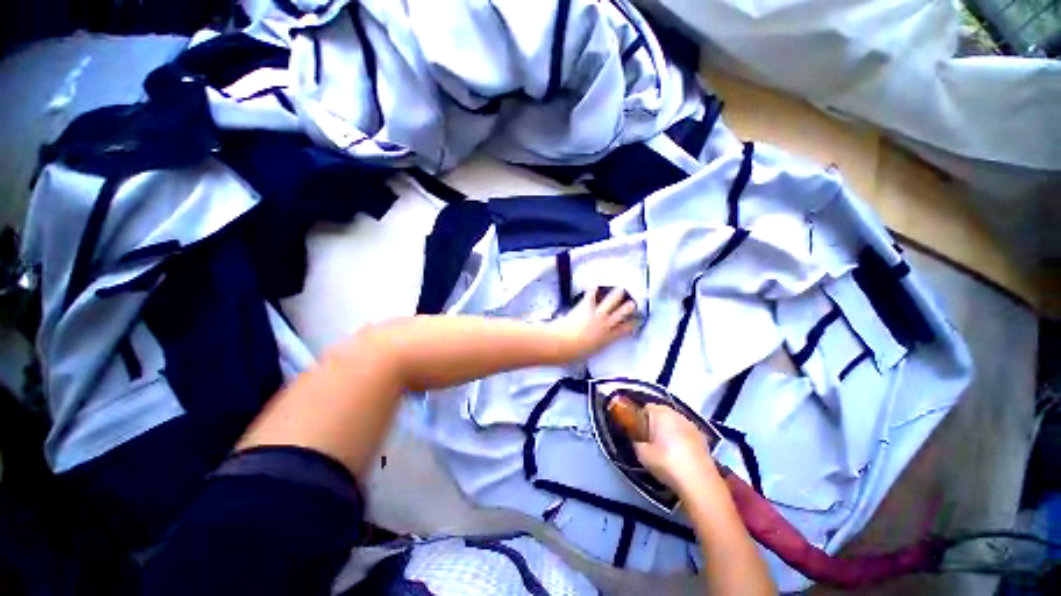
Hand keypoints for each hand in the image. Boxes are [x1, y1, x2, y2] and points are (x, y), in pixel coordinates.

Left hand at [550, 287, 637, 360]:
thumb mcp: (590, 353)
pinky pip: (591, 295)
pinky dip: (592, 288)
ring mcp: (596, 314)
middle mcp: (605, 325)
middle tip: (633, 303)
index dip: (632, 325)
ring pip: (611, 302)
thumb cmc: (574, 353)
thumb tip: (593, 345)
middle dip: (629, 308)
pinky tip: (595, 283)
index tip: (637, 321)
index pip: (624, 330)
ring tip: (621, 289)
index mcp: (607, 339)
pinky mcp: (585, 306)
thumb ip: (595, 346)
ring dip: (616, 295)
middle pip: (621, 314)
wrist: (563, 343)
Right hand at [633, 404, 719, 496]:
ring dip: (670, 432)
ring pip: (675, 424)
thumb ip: (637, 442)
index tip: (639, 434)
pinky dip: (682, 441)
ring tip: (666, 451)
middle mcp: (676, 413)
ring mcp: (692, 425)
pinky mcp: (703, 438)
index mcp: (660, 412)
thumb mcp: (642, 454)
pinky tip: (680, 456)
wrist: (699, 481)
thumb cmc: (666, 462)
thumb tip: (639, 440)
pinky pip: (686, 434)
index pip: (646, 408)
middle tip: (651, 443)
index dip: (641, 420)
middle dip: (656, 425)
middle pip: (662, 414)